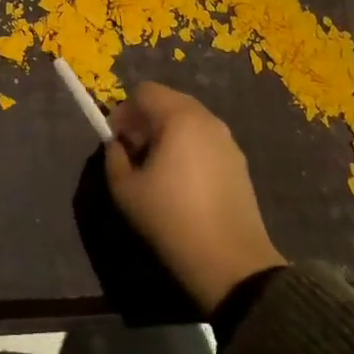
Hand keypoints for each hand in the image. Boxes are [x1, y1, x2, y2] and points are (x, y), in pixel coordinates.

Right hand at [105, 82, 286, 313]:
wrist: (230, 262)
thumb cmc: (171, 218)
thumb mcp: (125, 189)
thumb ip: (114, 157)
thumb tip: (118, 145)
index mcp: (179, 118)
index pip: (145, 91)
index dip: (124, 110)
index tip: (117, 140)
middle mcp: (207, 120)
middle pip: (169, 101)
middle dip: (145, 119)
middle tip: (134, 152)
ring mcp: (228, 140)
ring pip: (189, 120)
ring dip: (167, 133)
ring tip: (157, 168)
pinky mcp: (239, 162)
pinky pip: (205, 139)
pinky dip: (188, 147)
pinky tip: (182, 181)